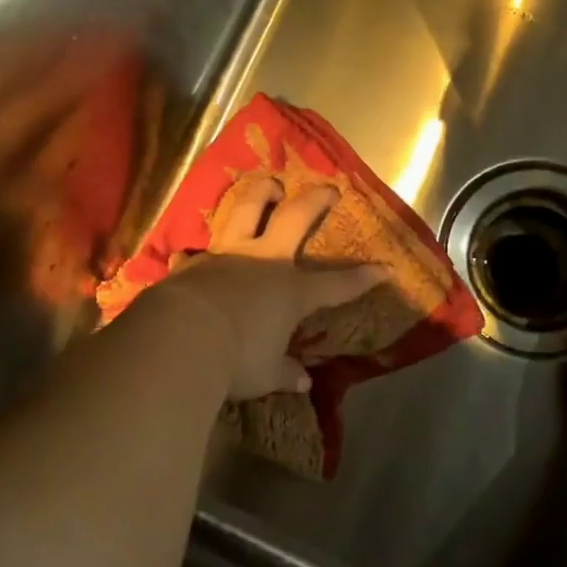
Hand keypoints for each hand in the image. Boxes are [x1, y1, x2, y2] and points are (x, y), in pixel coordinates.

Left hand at [148, 174, 383, 401]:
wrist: (181, 338)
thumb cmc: (235, 359)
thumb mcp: (266, 375)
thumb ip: (285, 373)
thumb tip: (303, 381)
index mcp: (291, 291)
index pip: (335, 285)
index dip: (363, 278)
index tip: (385, 268)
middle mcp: (263, 263)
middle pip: (294, 218)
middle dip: (315, 201)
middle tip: (327, 188)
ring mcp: (226, 257)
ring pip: (245, 211)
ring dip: (259, 195)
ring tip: (268, 185)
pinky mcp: (192, 264)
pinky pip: (193, 255)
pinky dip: (192, 257)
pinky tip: (186, 257)